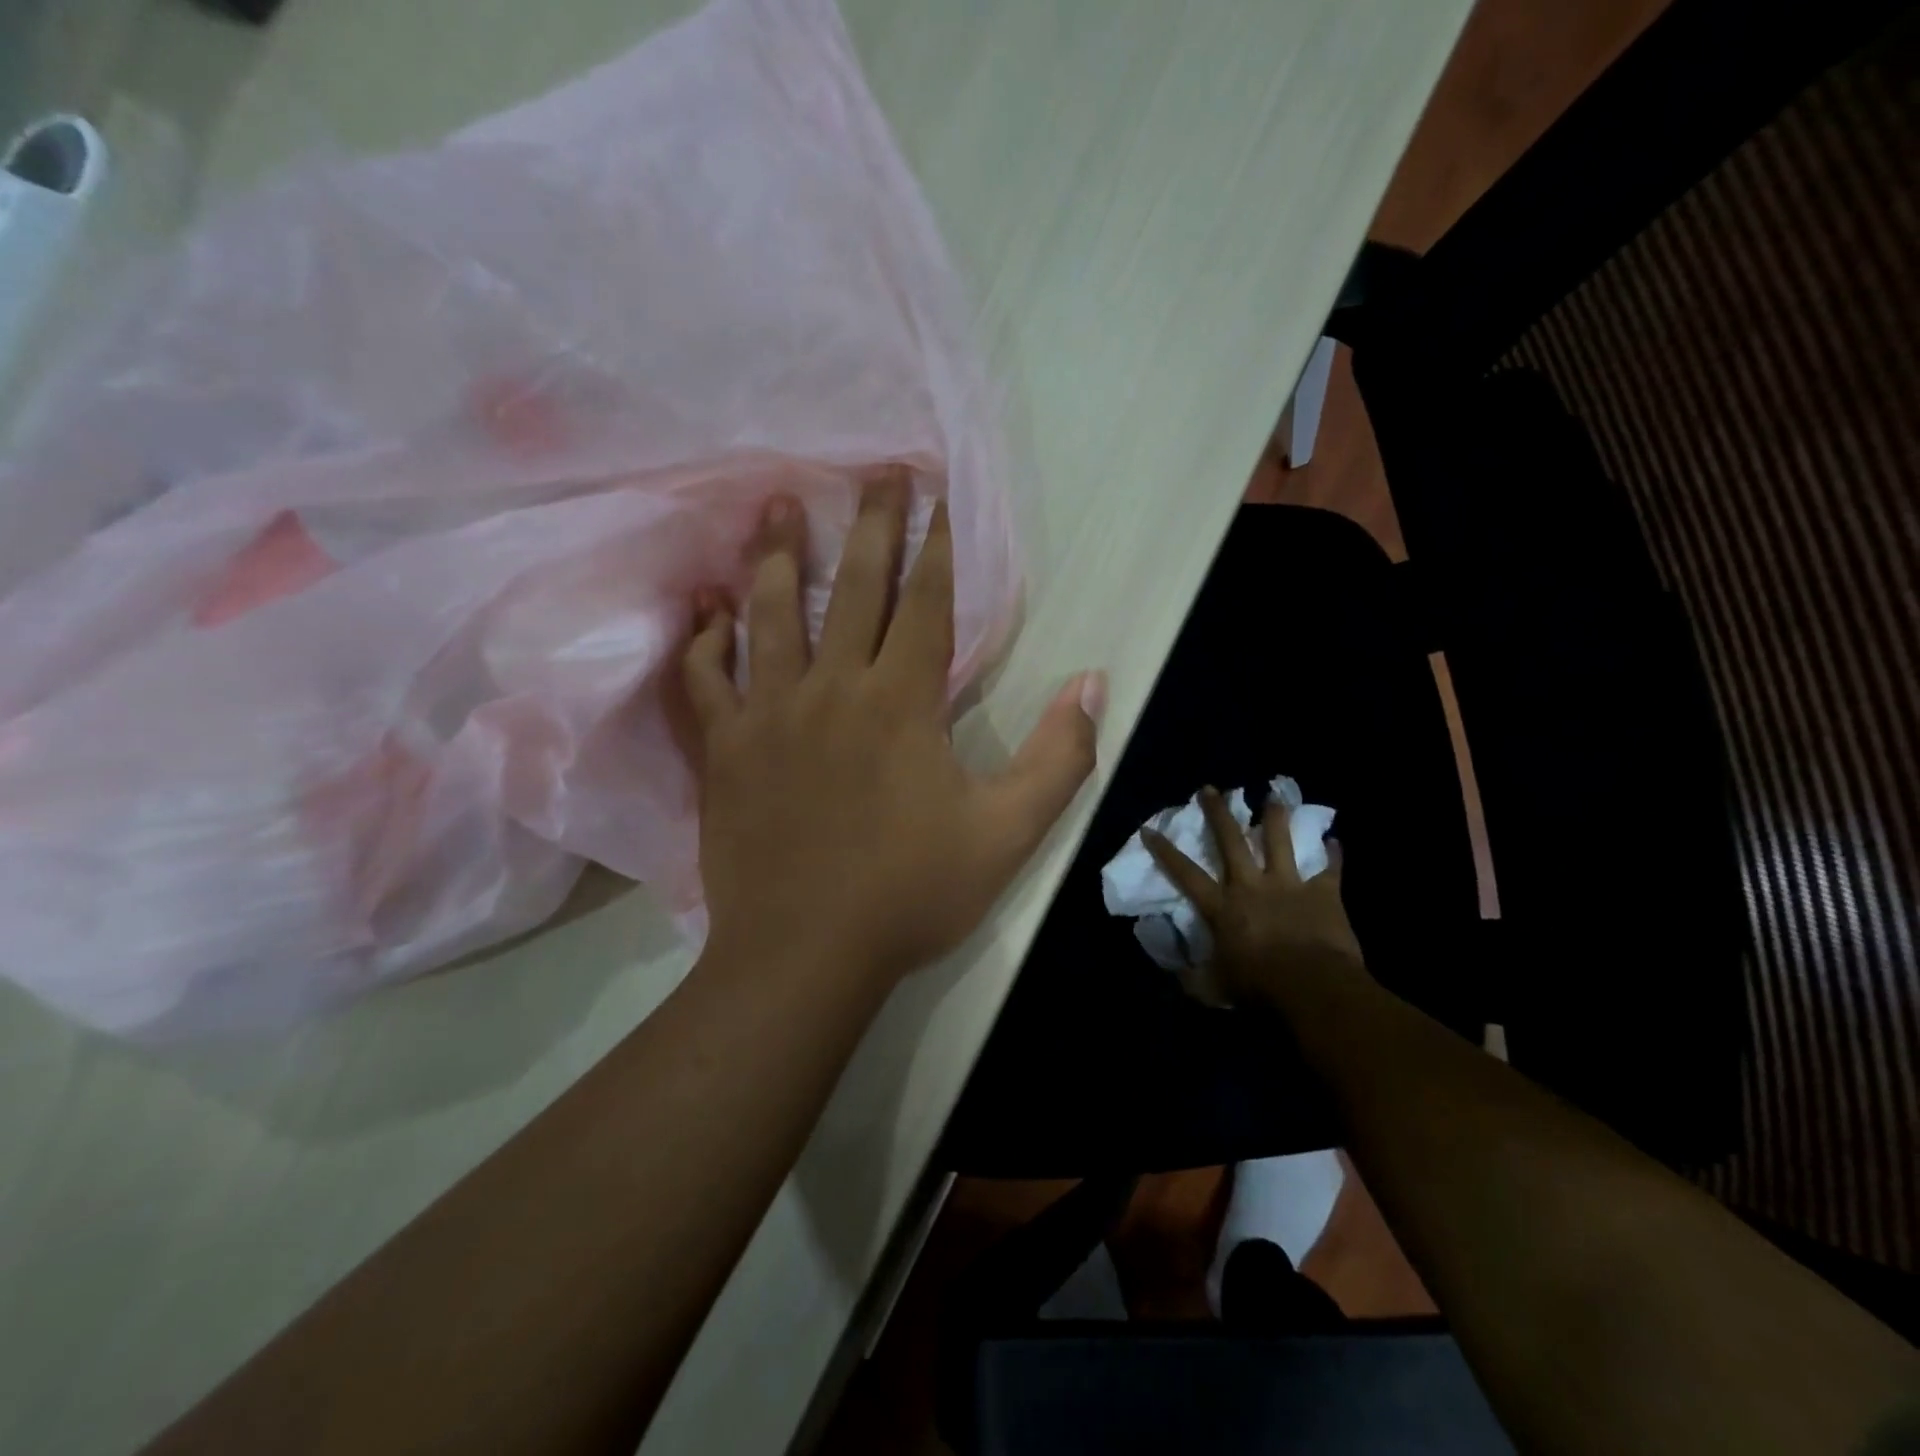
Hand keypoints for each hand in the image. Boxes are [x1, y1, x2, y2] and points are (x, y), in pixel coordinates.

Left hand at [683, 478, 1102, 989]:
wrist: (805, 955)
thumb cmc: (911, 894)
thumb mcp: (1008, 834)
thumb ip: (1059, 758)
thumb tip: (1094, 683)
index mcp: (902, 704)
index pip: (927, 604)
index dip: (938, 546)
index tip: (939, 495)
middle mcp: (833, 689)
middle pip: (854, 590)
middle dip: (871, 527)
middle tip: (874, 472)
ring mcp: (770, 715)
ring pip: (771, 616)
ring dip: (780, 557)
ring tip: (779, 504)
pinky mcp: (726, 750)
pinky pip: (707, 680)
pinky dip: (704, 641)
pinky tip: (707, 609)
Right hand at [1143, 786, 1365, 1007]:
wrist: (1313, 986)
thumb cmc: (1259, 986)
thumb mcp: (1216, 988)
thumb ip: (1195, 979)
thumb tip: (1179, 976)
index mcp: (1222, 906)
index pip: (1185, 873)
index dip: (1164, 851)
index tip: (1148, 829)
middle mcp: (1250, 885)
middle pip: (1230, 841)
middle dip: (1218, 813)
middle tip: (1211, 789)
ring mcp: (1288, 885)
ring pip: (1280, 842)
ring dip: (1276, 818)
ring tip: (1274, 796)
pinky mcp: (1323, 893)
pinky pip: (1329, 869)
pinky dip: (1332, 855)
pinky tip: (1335, 841)